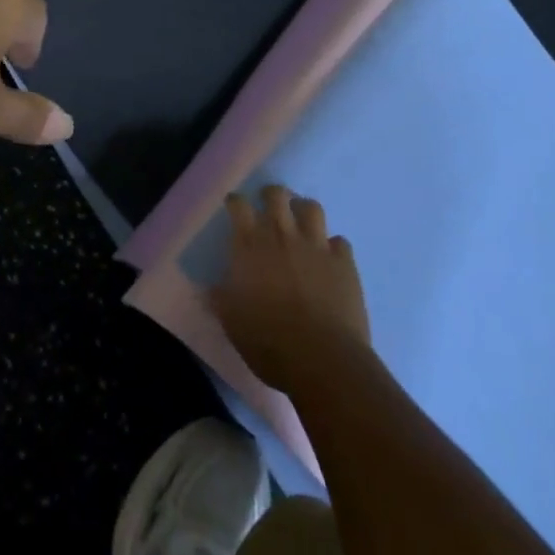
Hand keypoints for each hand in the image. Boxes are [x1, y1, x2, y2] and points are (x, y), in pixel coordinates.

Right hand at [212, 186, 370, 393]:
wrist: (322, 359)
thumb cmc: (268, 340)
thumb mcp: (232, 322)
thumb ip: (220, 299)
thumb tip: (210, 289)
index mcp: (250, 246)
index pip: (239, 206)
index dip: (235, 202)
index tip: (234, 206)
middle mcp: (282, 235)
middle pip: (277, 195)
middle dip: (272, 194)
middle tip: (269, 204)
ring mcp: (316, 246)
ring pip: (312, 208)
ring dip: (304, 210)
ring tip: (301, 222)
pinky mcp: (344, 263)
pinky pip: (340, 242)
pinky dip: (333, 246)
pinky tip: (330, 257)